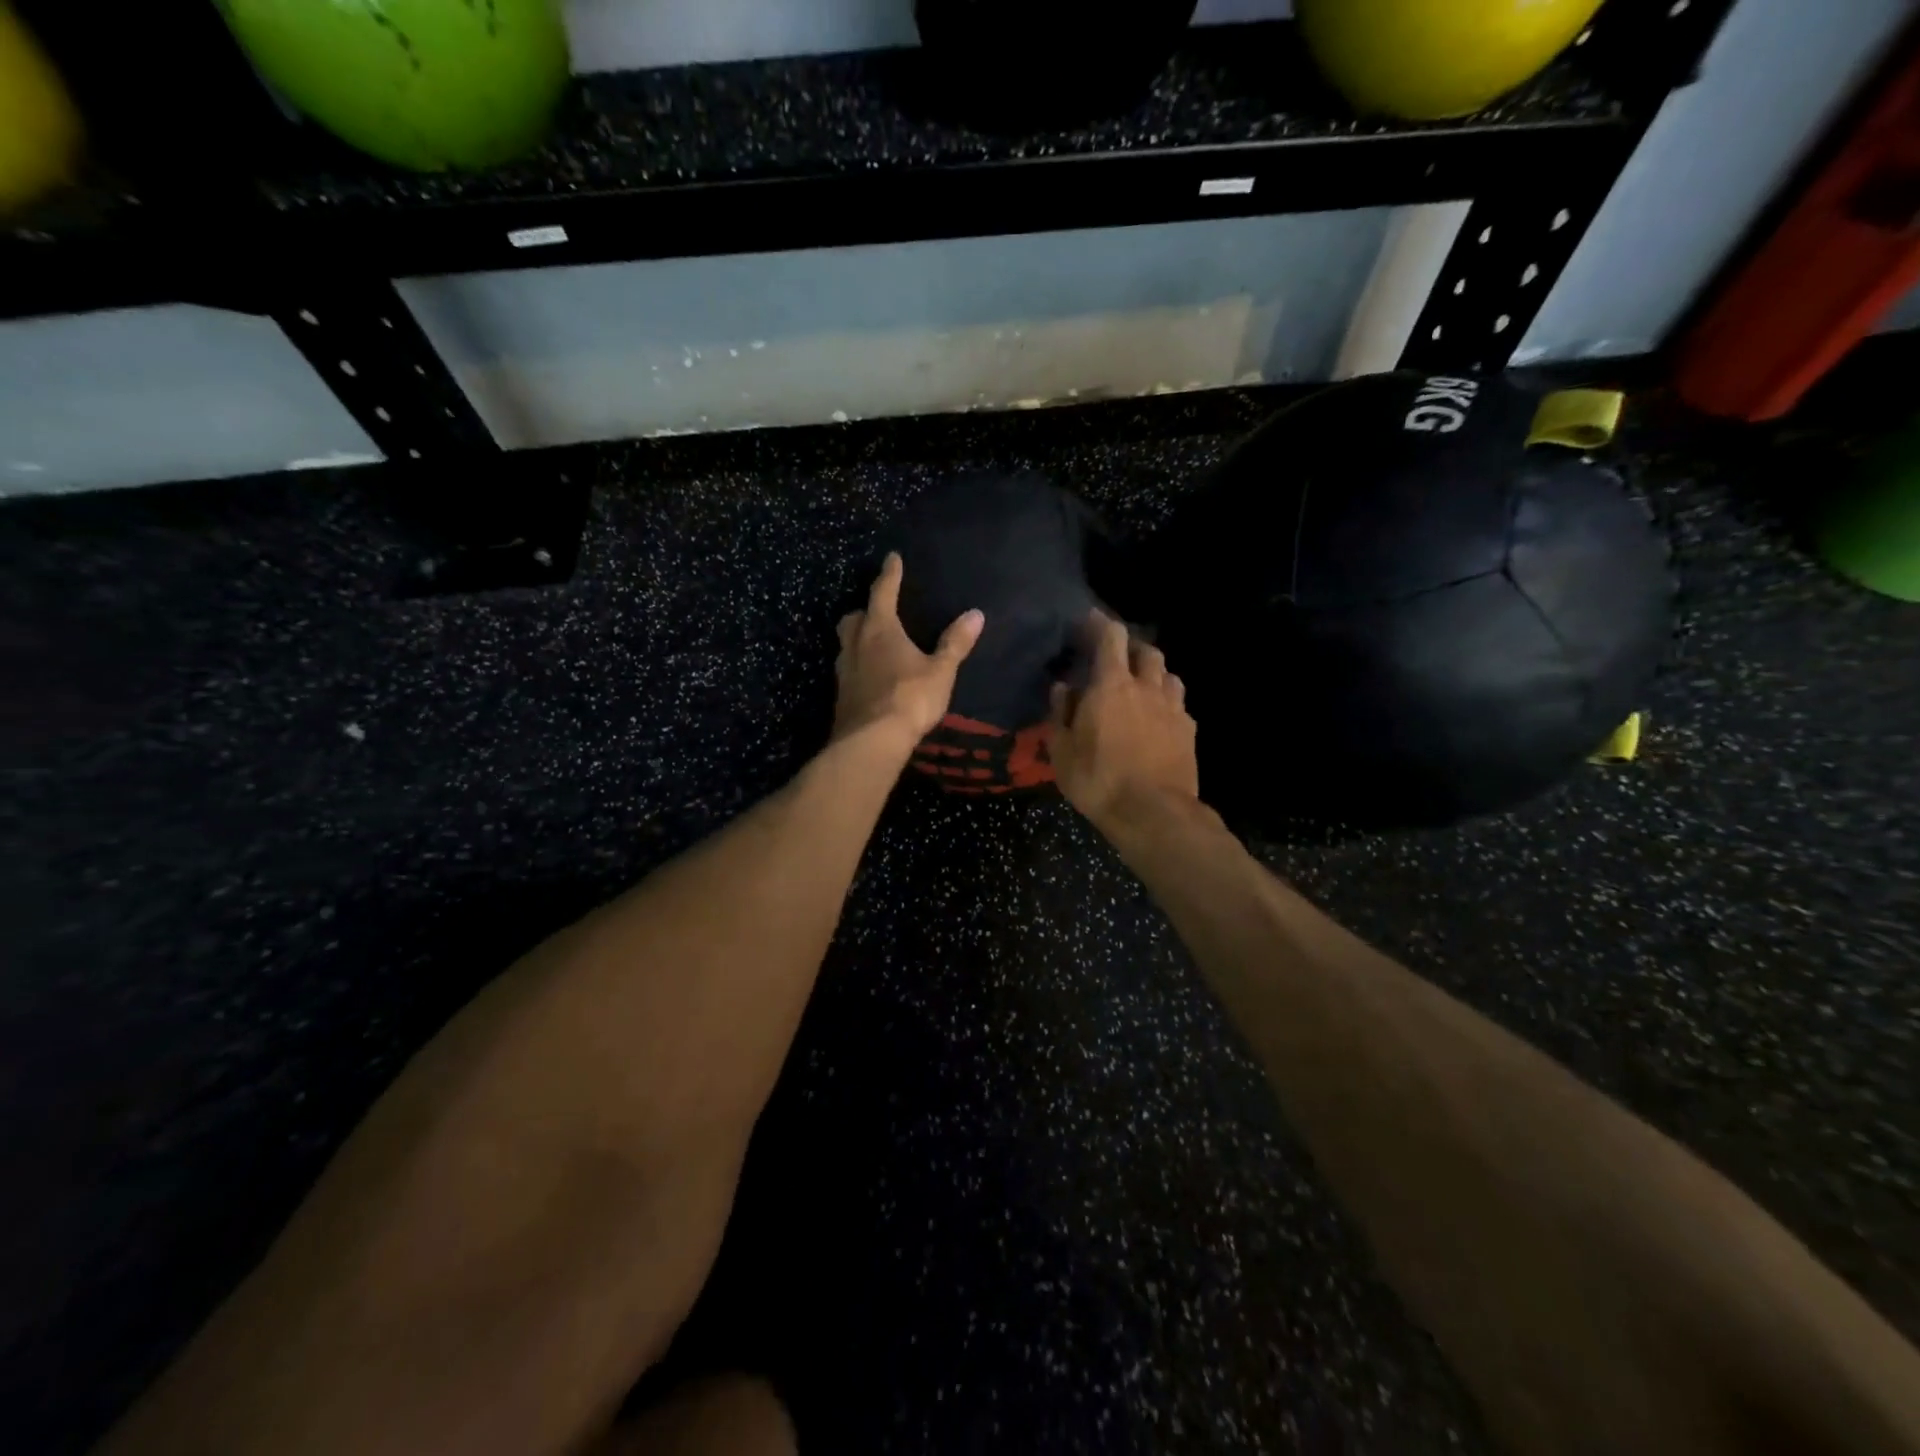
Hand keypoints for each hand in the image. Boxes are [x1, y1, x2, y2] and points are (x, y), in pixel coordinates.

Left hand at [834, 552, 983, 749]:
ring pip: (845, 644)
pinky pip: (847, 670)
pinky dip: (857, 665)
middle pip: (853, 617)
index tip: (892, 558)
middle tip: (877, 610)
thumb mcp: (941, 671)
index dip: (889, 574)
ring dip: (857, 638)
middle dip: (865, 610)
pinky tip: (869, 676)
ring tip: (872, 643)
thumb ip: (955, 643)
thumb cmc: (909, 698)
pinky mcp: (841, 695)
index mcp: (880, 630)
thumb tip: (976, 614)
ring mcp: (844, 670)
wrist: (872, 741)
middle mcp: (856, 644)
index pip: (883, 592)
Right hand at [1048, 612, 1198, 831]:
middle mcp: (1146, 687)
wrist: (1153, 813)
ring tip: (1141, 685)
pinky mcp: (1189, 730)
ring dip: (1153, 672)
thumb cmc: (1098, 780)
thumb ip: (1061, 713)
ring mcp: (1173, 708)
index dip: (1100, 623)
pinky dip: (1167, 701)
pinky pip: (1179, 703)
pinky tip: (1159, 717)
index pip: (1111, 637)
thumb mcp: (1063, 751)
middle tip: (1116, 658)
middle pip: (1146, 651)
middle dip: (1131, 647)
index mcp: (1111, 685)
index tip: (1089, 621)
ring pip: (1168, 674)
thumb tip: (1063, 687)